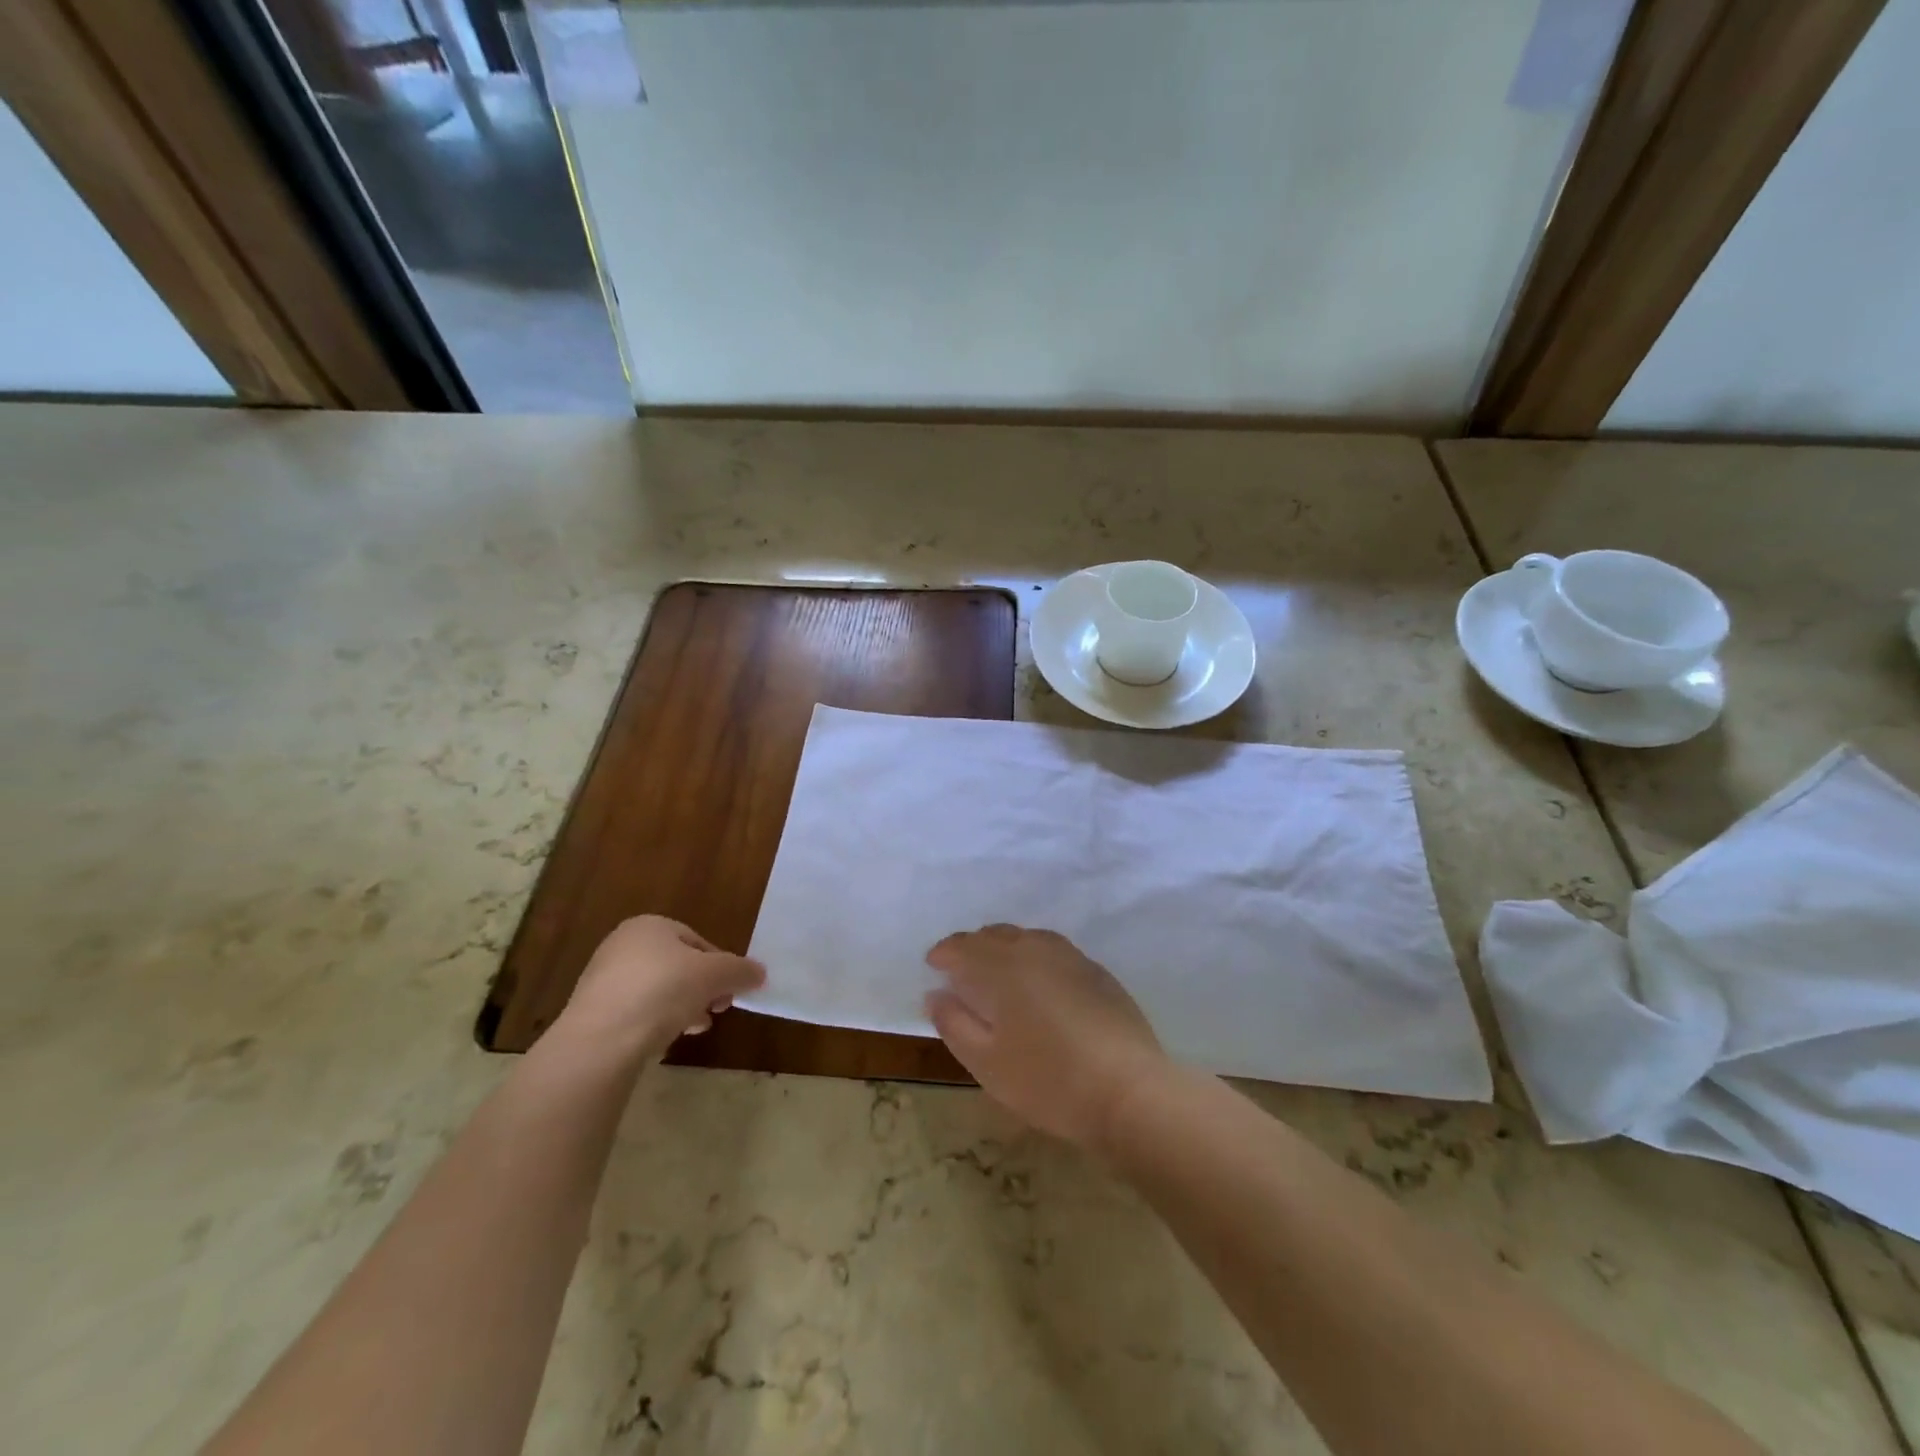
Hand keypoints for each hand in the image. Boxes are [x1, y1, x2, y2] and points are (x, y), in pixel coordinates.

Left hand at [555, 916, 764, 1060]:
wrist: (600, 1040)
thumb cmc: (663, 991)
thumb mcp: (714, 975)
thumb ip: (740, 970)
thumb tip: (760, 972)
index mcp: (650, 925)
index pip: (697, 941)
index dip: (720, 966)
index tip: (729, 991)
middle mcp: (623, 944)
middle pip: (678, 965)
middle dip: (702, 988)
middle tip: (716, 1011)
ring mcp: (603, 978)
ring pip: (658, 990)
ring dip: (682, 1006)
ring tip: (694, 1029)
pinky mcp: (593, 1011)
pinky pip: (636, 1011)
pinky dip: (654, 1022)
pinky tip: (664, 1040)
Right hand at [925, 925, 1168, 1150]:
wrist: (1129, 1092)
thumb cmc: (1047, 1080)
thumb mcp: (986, 1062)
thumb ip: (954, 1023)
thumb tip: (936, 994)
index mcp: (1003, 966)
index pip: (964, 946)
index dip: (945, 953)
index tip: (933, 965)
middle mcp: (1036, 949)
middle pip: (997, 935)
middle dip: (974, 947)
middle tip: (962, 971)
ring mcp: (1072, 958)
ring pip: (1029, 938)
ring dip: (1006, 949)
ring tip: (999, 974)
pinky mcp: (1098, 973)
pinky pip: (1055, 952)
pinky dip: (1036, 958)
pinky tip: (1040, 985)